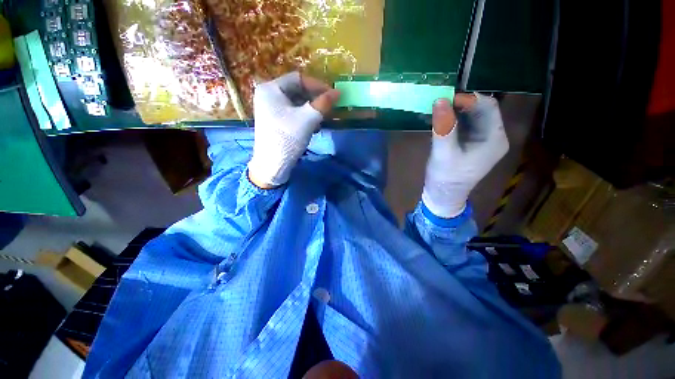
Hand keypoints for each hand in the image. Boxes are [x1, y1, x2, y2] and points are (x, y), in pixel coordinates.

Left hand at [248, 72, 340, 187]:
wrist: (272, 165)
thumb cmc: (288, 138)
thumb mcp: (308, 119)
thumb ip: (323, 103)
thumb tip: (337, 92)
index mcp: (271, 88)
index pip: (299, 78)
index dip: (317, 85)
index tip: (333, 95)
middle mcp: (268, 95)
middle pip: (297, 90)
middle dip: (315, 99)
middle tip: (329, 108)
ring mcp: (270, 109)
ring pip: (296, 103)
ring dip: (312, 110)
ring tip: (322, 119)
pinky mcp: (275, 121)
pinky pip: (293, 113)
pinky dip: (305, 117)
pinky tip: (313, 127)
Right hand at [422, 93, 508, 217]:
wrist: (443, 196)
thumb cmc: (446, 178)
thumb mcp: (444, 153)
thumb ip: (443, 127)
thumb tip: (440, 100)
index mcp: (494, 139)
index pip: (488, 107)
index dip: (468, 99)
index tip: (445, 98)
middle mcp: (493, 136)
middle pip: (481, 110)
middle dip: (461, 104)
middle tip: (439, 102)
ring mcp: (482, 140)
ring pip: (472, 116)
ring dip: (456, 111)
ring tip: (438, 109)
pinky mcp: (472, 144)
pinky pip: (465, 125)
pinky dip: (453, 119)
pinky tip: (440, 119)